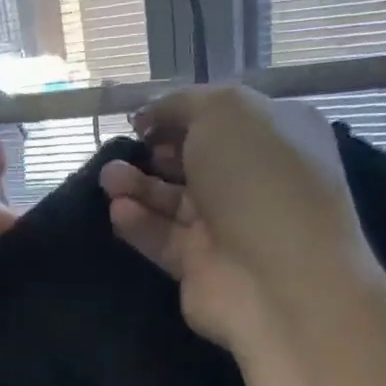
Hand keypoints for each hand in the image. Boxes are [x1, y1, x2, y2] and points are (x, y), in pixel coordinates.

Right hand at [99, 86, 378, 351]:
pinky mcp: (201, 267)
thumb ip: (183, 104)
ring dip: (138, 186)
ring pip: (173, 201)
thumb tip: (153, 116)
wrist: (277, 280)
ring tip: (108, 179)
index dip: (180, 114)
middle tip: (125, 149)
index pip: (222, 117)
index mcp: (276, 135)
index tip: (142, 120)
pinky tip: (118, 211)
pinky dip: (140, 224)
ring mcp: (228, 227)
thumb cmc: (261, 180)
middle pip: (194, 161)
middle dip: (155, 152)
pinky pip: (164, 239)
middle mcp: (254, 180)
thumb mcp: (225, 111)